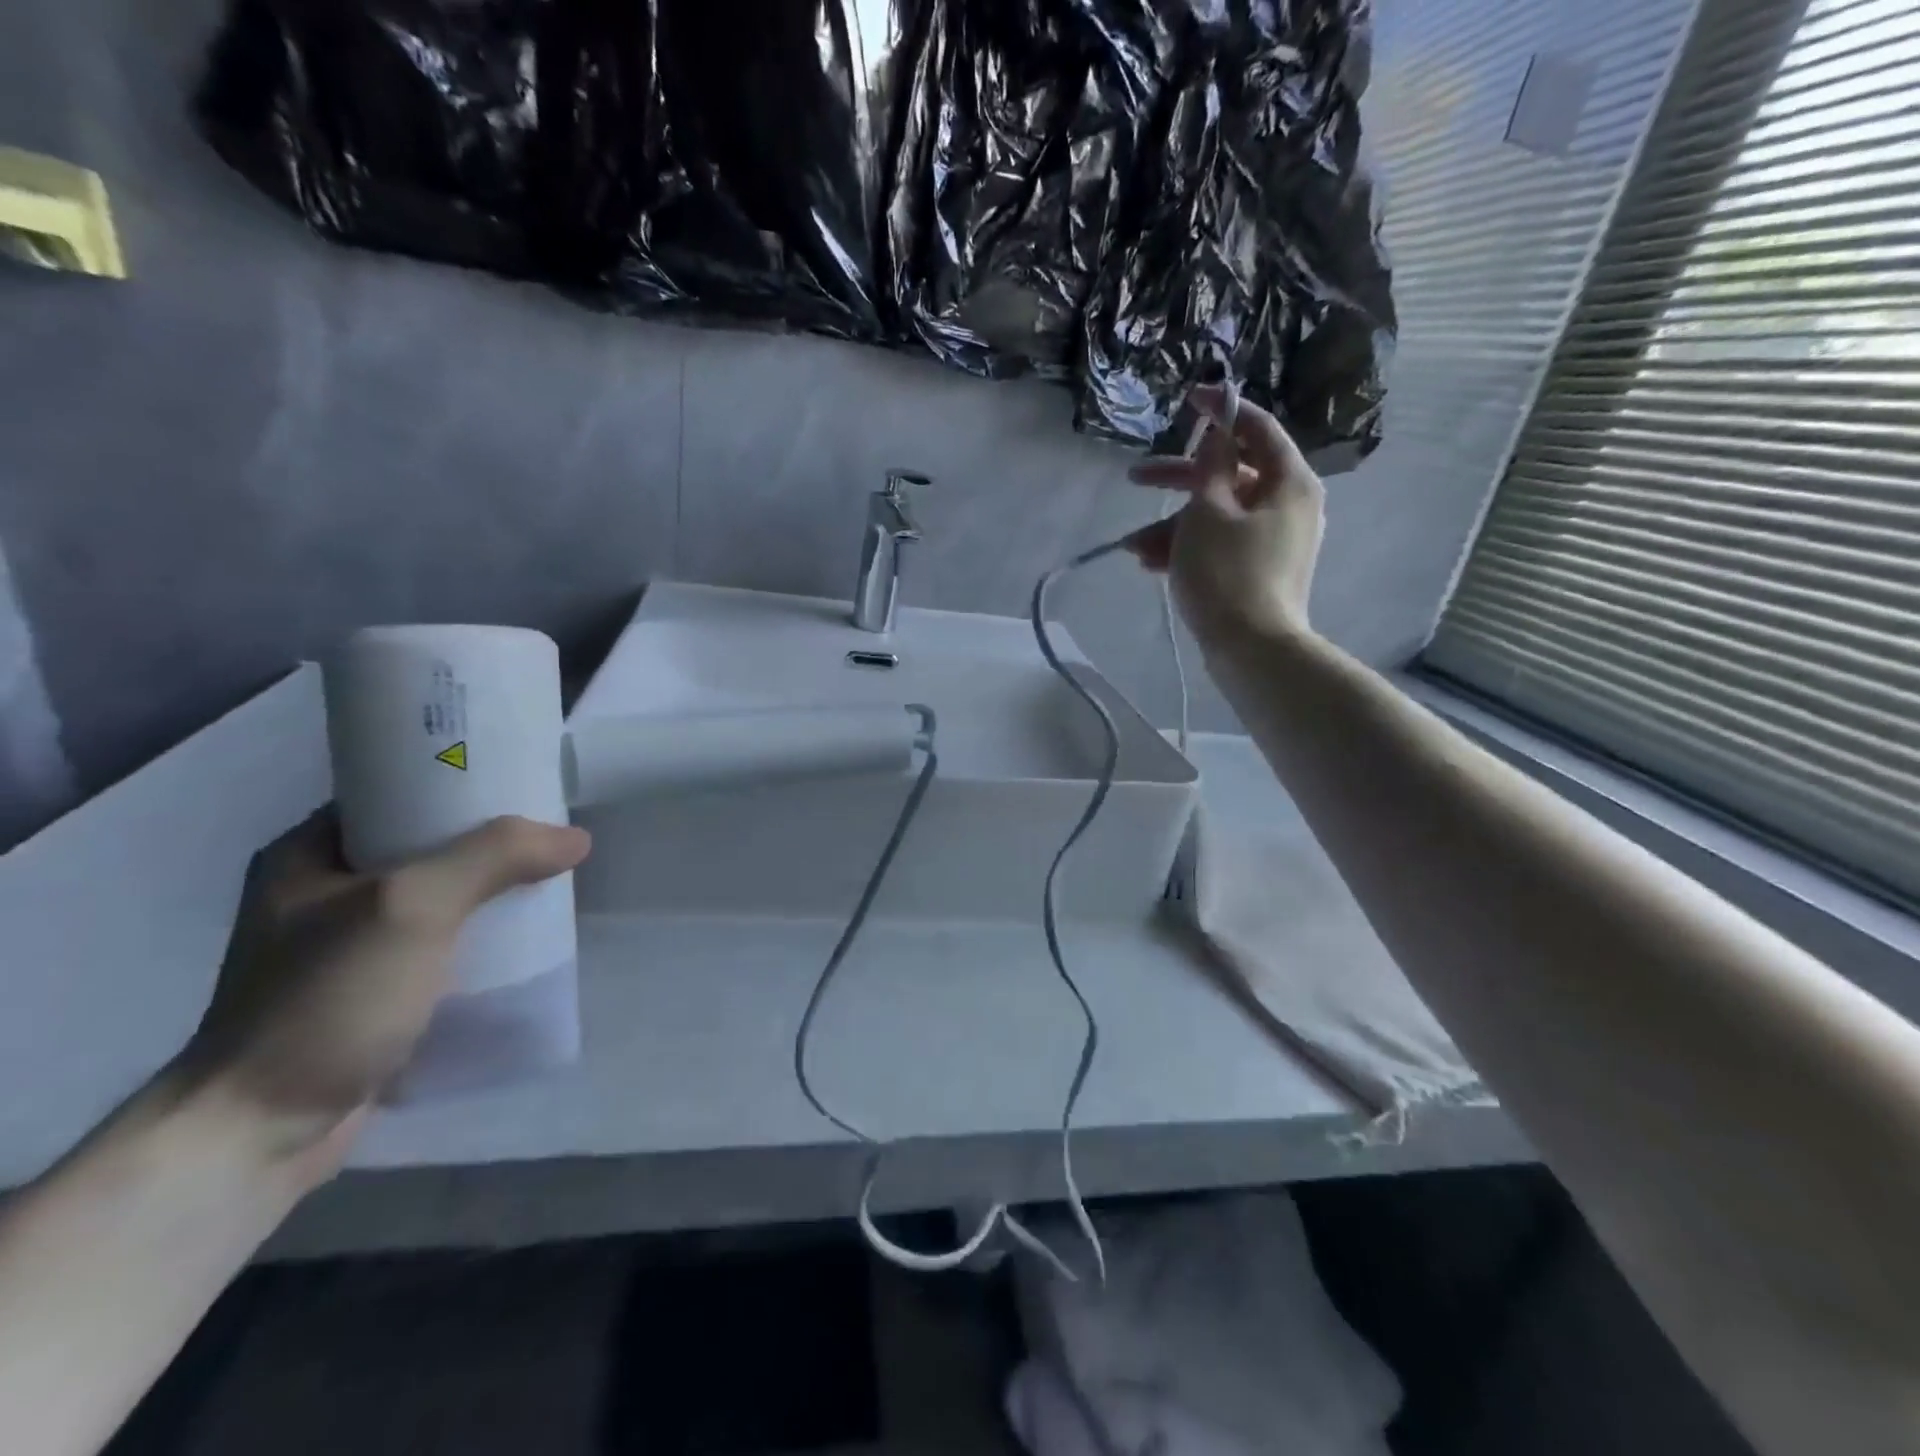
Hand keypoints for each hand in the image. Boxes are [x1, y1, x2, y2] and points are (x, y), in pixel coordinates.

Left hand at [179, 812, 590, 1175]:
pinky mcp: (371, 991)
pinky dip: (479, 936)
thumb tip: (575, 837)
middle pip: (426, 845)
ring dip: (489, 892)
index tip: (522, 782)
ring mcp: (345, 946)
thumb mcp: (412, 907)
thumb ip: (494, 858)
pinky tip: (520, 939)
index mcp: (308, 853)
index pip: (397, 792)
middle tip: (548, 836)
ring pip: (438, 897)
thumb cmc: (326, 1000)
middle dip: (490, 841)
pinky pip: (440, 943)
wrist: (259, 1133)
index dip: (461, 782)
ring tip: (547, 883)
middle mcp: (322, 892)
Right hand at [1126, 384, 1326, 644]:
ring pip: (1219, 515)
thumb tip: (1218, 432)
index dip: (1221, 410)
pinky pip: (1221, 544)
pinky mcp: (1258, 571)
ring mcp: (1273, 541)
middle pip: (1230, 475)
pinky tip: (1150, 562)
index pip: (1257, 428)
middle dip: (1179, 480)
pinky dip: (1189, 547)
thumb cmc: (1228, 573)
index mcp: (1288, 481)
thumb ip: (1211, 466)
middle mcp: (1288, 505)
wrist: (1252, 651)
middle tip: (1135, 477)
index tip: (1187, 399)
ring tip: (1134, 546)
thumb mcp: (1209, 512)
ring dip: (1174, 524)